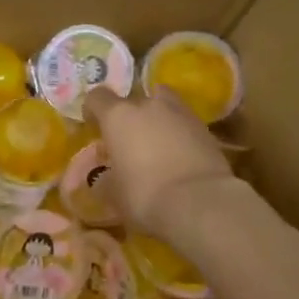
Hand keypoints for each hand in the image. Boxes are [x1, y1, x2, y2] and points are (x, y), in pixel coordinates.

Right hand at [84, 86, 237, 235]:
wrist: (200, 202)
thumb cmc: (145, 195)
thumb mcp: (114, 194)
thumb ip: (104, 180)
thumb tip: (102, 177)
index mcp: (118, 116)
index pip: (97, 97)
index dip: (93, 110)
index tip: (94, 127)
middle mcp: (148, 105)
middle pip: (134, 99)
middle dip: (130, 116)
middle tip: (129, 141)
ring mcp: (180, 112)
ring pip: (164, 106)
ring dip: (158, 120)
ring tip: (157, 145)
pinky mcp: (205, 128)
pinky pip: (184, 124)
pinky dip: (180, 134)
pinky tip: (179, 157)